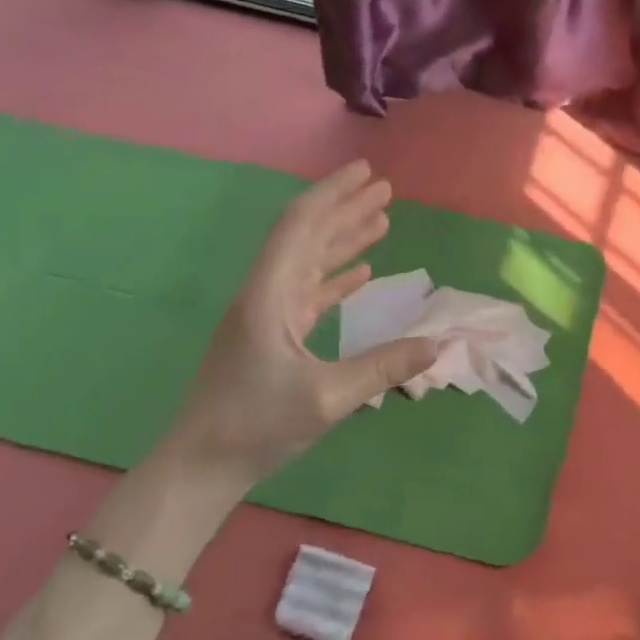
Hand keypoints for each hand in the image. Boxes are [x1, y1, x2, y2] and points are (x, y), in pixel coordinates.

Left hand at [167, 161, 437, 480]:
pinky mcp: (269, 338)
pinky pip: (307, 295)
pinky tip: (359, 274)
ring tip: (380, 222)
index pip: (301, 226)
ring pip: (307, 264)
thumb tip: (439, 344)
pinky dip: (334, 279)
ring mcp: (265, 317)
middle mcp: (264, 295)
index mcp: (268, 295)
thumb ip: (384, 368)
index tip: (367, 173)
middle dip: (345, 211)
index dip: (334, 194)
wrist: (200, 466)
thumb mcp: (327, 397)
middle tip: (385, 190)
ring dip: (342, 241)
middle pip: (305, 237)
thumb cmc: (255, 425)